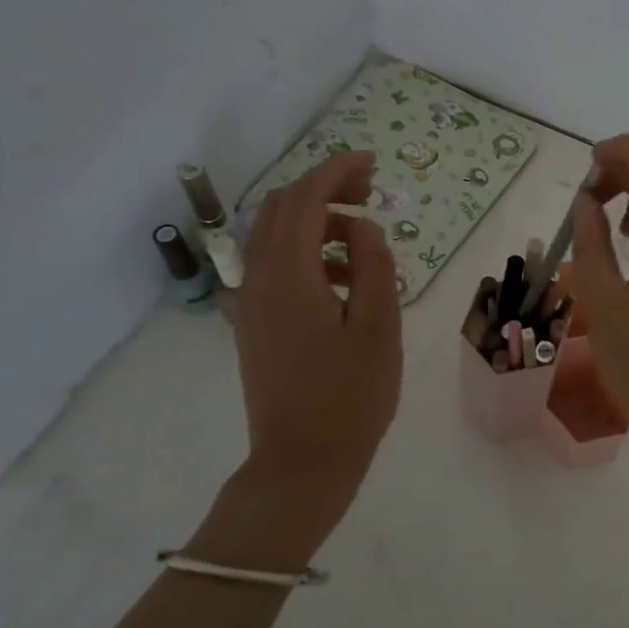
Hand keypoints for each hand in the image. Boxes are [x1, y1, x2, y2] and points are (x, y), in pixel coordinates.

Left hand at [195, 151, 402, 569]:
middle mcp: (258, 280)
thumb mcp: (378, 328)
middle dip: (322, 189)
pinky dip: (305, 252)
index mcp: (289, 277)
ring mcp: (250, 304)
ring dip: (314, 221)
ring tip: (362, 238)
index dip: (336, 172)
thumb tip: (362, 229)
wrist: (300, 464)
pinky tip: (341, 278)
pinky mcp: (253, 324)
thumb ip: (373, 266)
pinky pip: (273, 267)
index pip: (304, 200)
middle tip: (368, 191)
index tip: (371, 163)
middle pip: (280, 210)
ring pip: (273, 237)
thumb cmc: (350, 398)